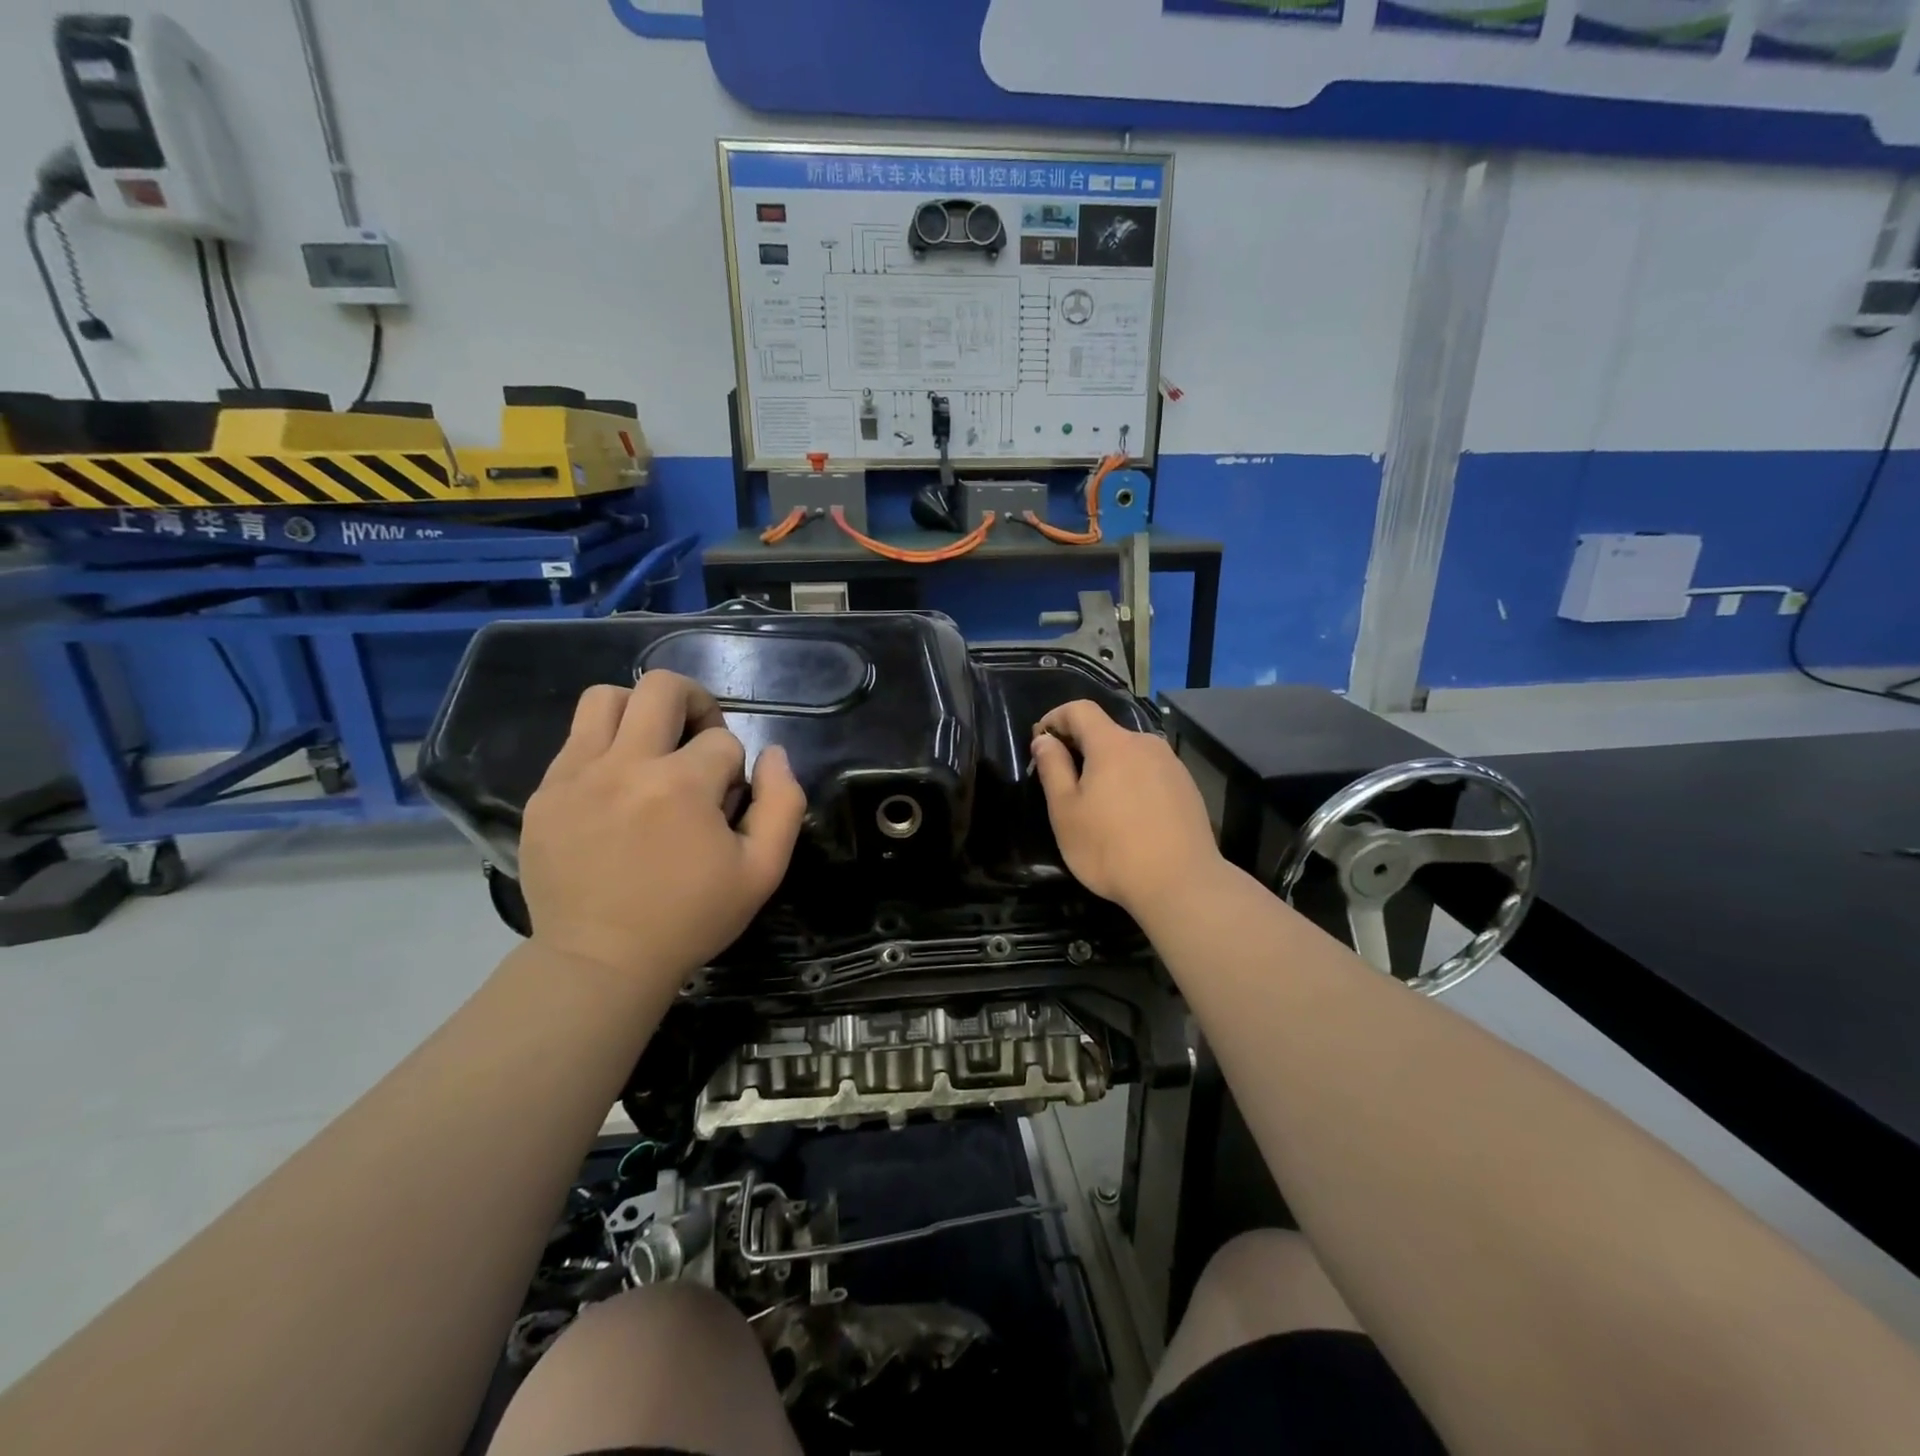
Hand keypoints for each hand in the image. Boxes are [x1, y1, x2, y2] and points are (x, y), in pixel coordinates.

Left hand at [519, 672, 806, 981]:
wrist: (601, 962)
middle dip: (696, 704)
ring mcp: (576, 777)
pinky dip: (604, 747)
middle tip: (699, 742)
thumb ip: (783, 803)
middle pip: (662, 688)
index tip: (727, 804)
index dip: (736, 768)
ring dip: (640, 711)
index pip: (724, 741)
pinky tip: (617, 786)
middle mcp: (625, 765)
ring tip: (652, 748)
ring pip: (605, 697)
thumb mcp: (763, 870)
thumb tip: (774, 752)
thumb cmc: (690, 918)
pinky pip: (574, 739)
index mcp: (682, 785)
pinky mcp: (544, 795)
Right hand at [1031, 700, 1223, 917]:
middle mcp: (1146, 743)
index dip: (1055, 717)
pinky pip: (1150, 772)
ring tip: (1097, 802)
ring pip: (1130, 753)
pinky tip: (1129, 816)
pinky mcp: (1188, 788)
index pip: (1080, 709)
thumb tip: (1045, 738)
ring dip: (1108, 766)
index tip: (1040, 739)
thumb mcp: (1066, 811)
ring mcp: (1171, 765)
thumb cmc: (1110, 848)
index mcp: (1112, 744)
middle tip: (1063, 779)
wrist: (1181, 884)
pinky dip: (1132, 782)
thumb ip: (1053, 767)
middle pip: (1106, 731)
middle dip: (1080, 746)